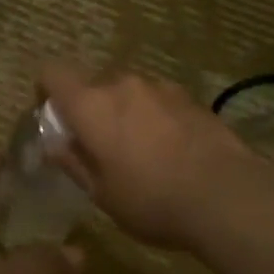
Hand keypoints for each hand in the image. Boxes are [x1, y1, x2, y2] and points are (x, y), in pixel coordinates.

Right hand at [39, 62, 256, 249]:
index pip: (52, 74)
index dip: (46, 91)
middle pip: (93, 86)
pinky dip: (156, 118)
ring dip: (126, 114)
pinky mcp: (190, 97)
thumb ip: (73, 162)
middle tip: (101, 147)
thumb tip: (53, 145)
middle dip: (91, 111)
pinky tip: (172, 151)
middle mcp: (121, 84)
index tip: (53, 118)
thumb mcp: (101, 194)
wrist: (227, 194)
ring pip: (129, 93)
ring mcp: (159, 87)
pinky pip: (159, 101)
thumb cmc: (151, 199)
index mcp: (90, 105)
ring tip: (142, 152)